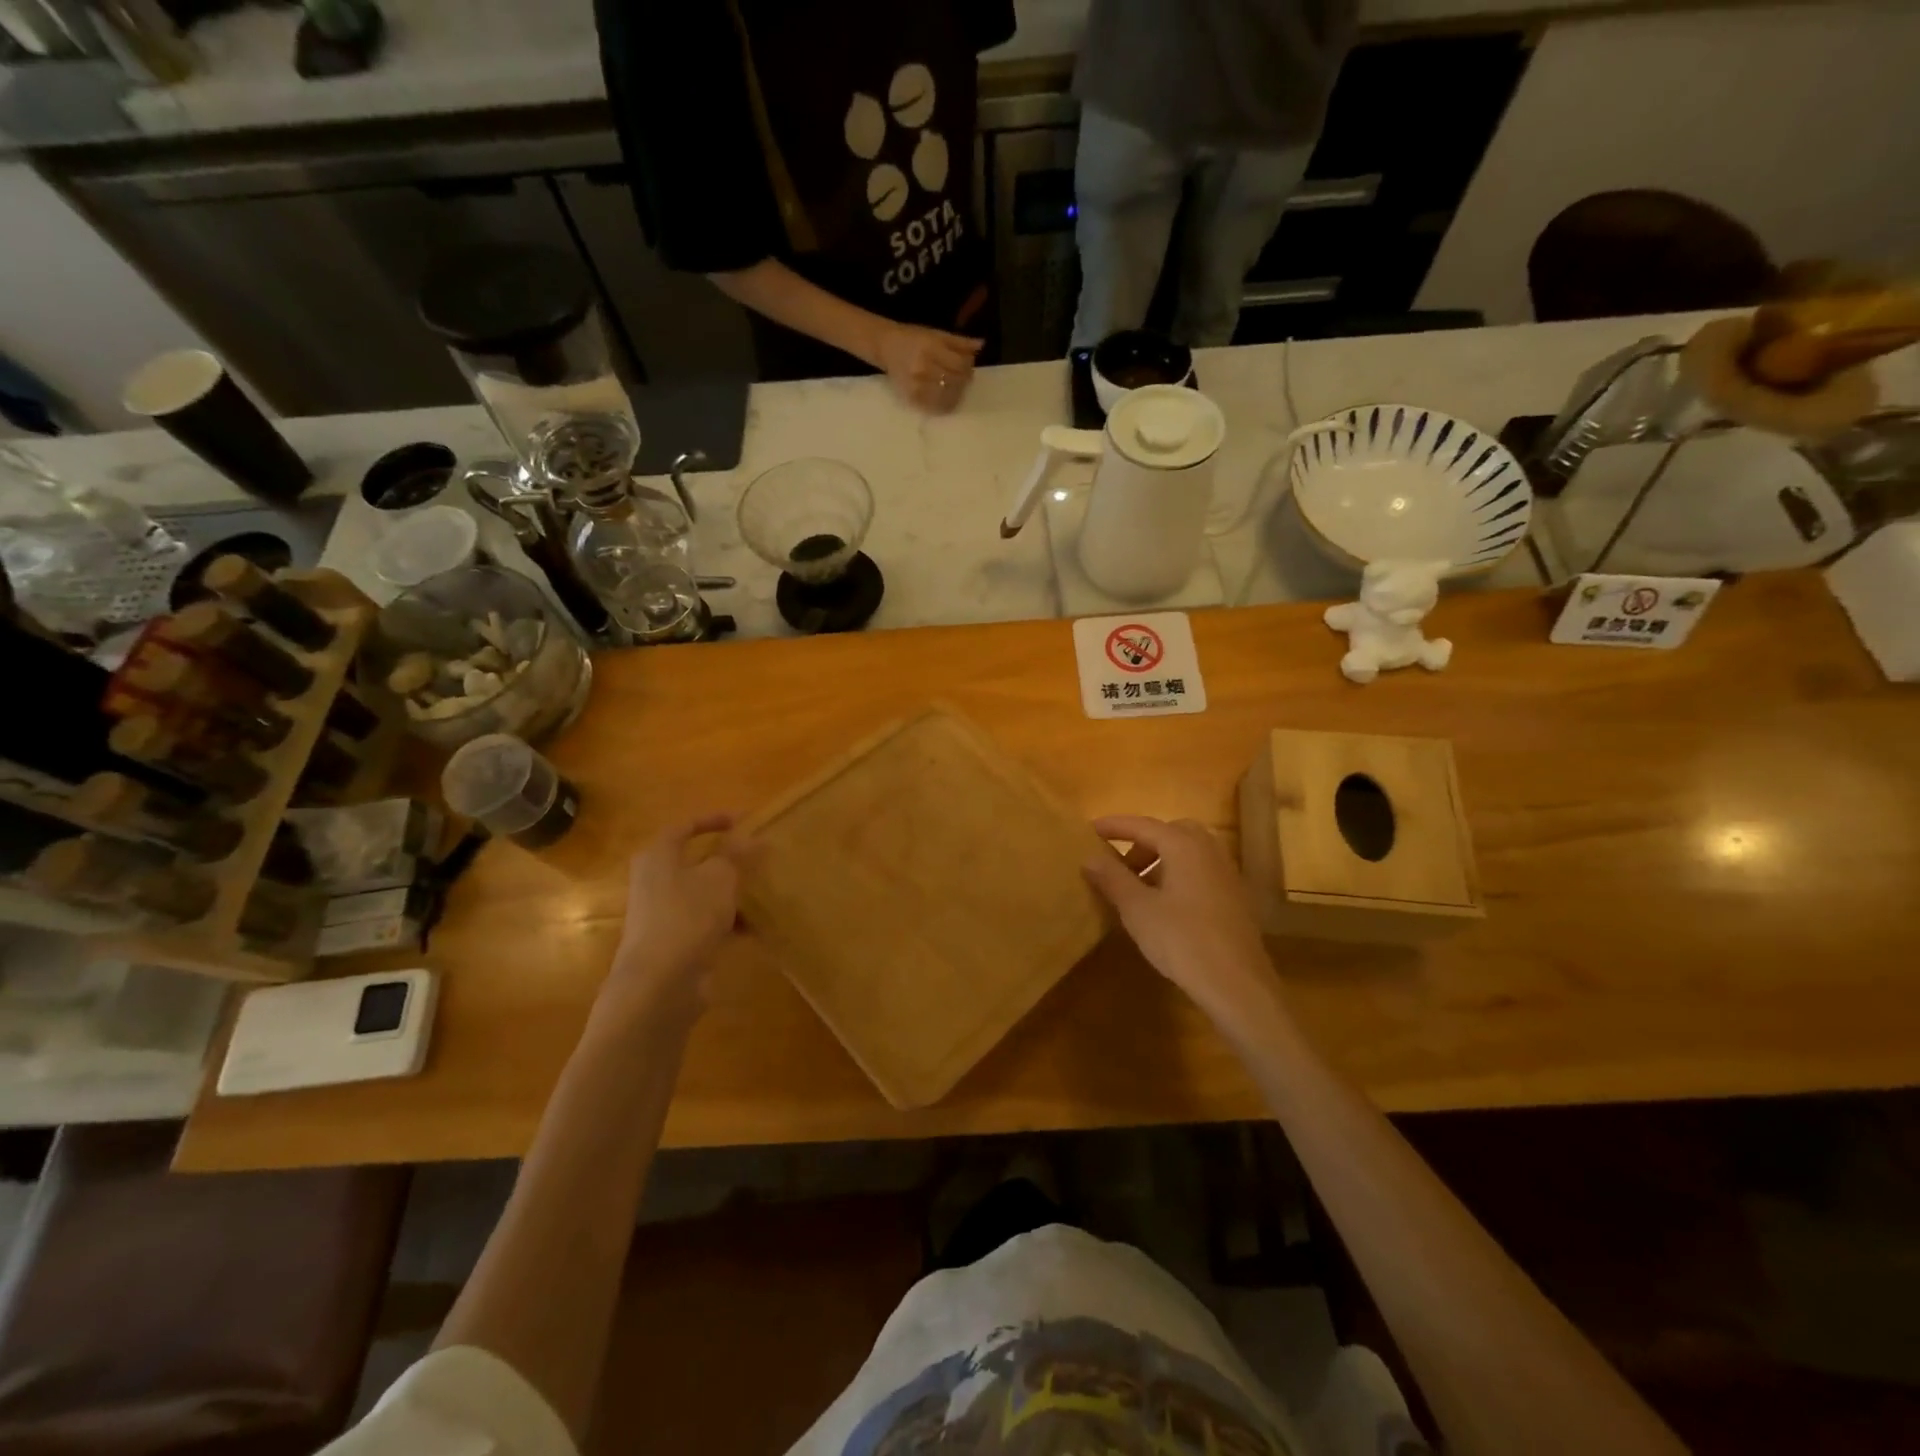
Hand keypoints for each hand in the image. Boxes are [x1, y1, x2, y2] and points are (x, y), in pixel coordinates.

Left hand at [606, 813, 753, 1018]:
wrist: (660, 984)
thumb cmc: (687, 916)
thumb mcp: (719, 877)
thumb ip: (737, 855)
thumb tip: (753, 837)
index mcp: (658, 857)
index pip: (684, 827)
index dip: (713, 820)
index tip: (743, 820)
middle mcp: (655, 882)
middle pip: (695, 862)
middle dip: (728, 860)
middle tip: (758, 856)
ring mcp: (664, 915)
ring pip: (704, 895)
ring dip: (732, 893)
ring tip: (765, 891)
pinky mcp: (676, 944)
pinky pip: (707, 924)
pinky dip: (730, 923)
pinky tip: (757, 928)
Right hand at [875, 322, 981, 412]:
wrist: (886, 347)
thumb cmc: (913, 338)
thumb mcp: (936, 334)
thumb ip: (959, 342)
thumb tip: (981, 345)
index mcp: (931, 348)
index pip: (960, 364)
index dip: (968, 366)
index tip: (968, 365)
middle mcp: (924, 368)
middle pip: (955, 380)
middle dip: (964, 379)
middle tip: (963, 377)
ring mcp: (918, 386)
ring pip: (948, 396)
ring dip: (957, 392)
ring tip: (955, 386)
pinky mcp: (913, 398)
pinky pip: (936, 406)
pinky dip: (946, 403)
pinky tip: (946, 397)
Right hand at [1083, 815, 1283, 1033]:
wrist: (1237, 985)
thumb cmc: (1182, 940)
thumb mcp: (1137, 909)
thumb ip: (1113, 877)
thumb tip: (1090, 856)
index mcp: (1184, 846)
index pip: (1143, 825)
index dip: (1114, 826)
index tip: (1090, 829)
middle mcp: (1209, 851)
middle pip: (1171, 833)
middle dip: (1142, 842)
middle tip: (1119, 863)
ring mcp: (1227, 874)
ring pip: (1188, 852)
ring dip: (1160, 860)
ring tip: (1137, 886)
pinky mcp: (1235, 898)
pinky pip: (1200, 871)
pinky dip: (1178, 874)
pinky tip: (1164, 905)